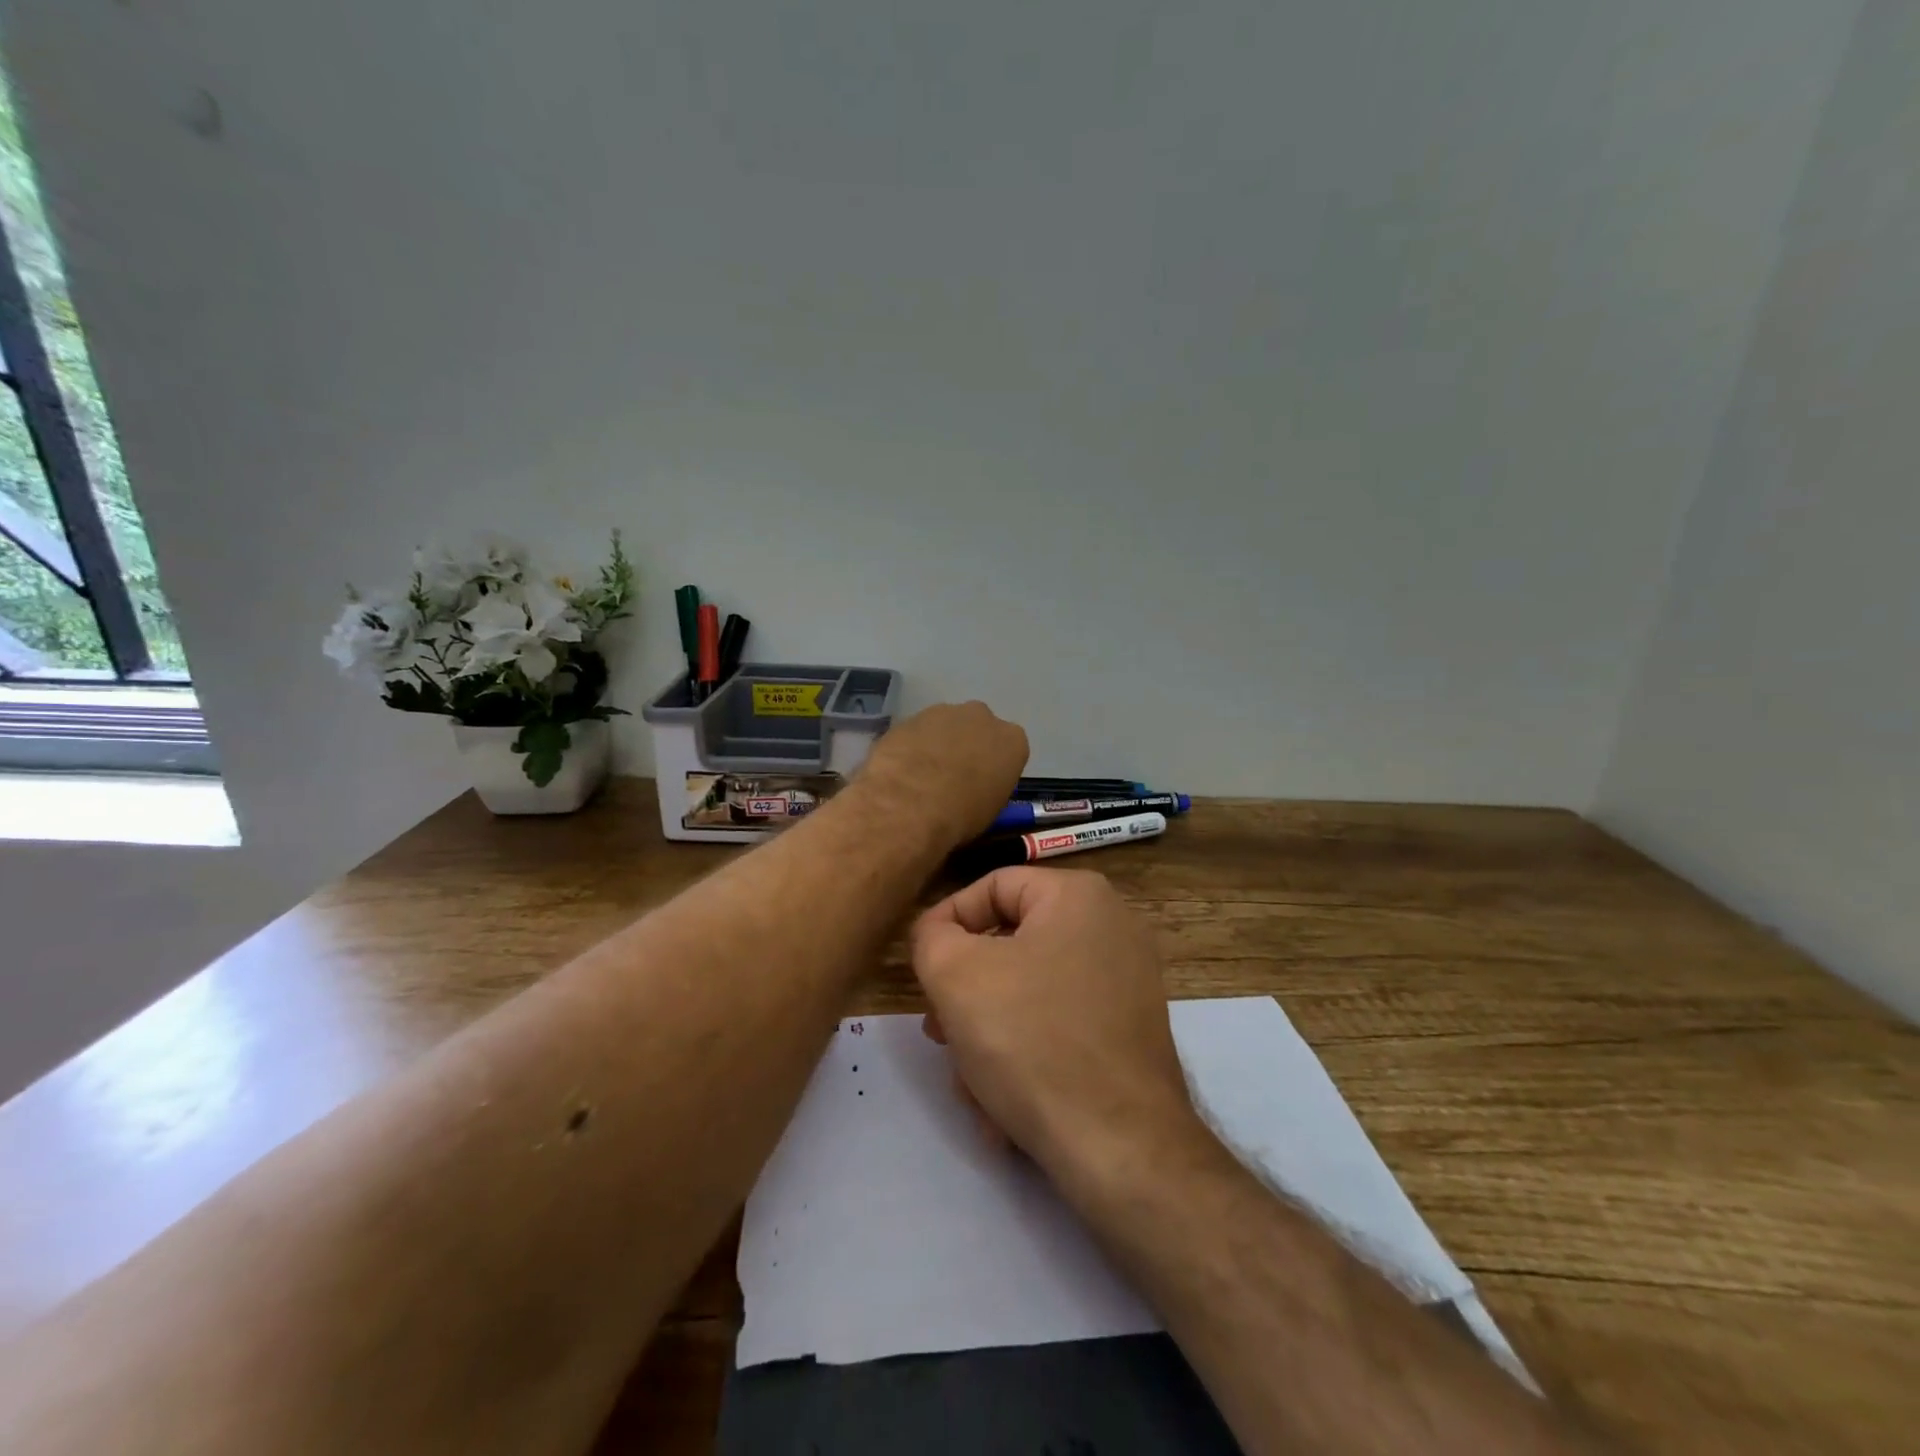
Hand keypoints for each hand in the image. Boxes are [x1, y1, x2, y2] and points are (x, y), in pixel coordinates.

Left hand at [858, 701, 1027, 849]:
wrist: (908, 803)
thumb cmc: (960, 814)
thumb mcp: (990, 810)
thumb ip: (989, 788)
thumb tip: (976, 790)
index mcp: (1012, 740)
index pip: (1009, 749)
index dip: (994, 768)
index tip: (982, 785)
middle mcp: (983, 717)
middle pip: (978, 729)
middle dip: (967, 747)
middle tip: (952, 777)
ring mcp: (945, 712)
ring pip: (946, 726)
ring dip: (938, 744)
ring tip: (922, 776)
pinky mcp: (911, 716)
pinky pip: (918, 731)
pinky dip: (913, 746)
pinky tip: (902, 770)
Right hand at [910, 868, 1196, 1181]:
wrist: (1120, 1146)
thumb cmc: (1032, 1040)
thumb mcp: (956, 975)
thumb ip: (932, 937)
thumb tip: (937, 934)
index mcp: (1078, 896)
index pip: (992, 887)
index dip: (946, 923)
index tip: (921, 971)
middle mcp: (1112, 928)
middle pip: (1010, 944)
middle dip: (965, 991)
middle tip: (938, 1031)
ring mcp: (1127, 982)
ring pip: (1030, 992)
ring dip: (988, 1033)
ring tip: (969, 1081)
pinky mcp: (1129, 1031)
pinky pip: (1060, 1025)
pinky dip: (1026, 1054)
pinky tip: (1004, 1104)